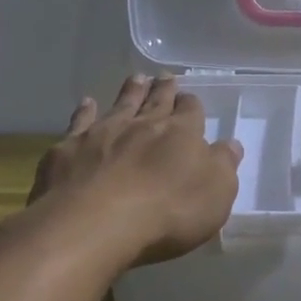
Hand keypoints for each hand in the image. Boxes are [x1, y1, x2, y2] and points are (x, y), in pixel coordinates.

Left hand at [25, 75, 242, 265]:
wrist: (95, 223)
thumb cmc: (168, 212)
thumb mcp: (216, 194)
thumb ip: (223, 165)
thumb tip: (231, 144)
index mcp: (182, 134)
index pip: (191, 111)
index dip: (191, 104)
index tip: (190, 99)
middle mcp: (143, 125)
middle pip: (156, 101)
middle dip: (164, 89)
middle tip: (166, 76)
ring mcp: (103, 133)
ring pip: (121, 104)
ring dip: (130, 91)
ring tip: (137, 79)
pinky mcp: (69, 149)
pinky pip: (80, 121)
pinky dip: (85, 111)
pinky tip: (87, 103)